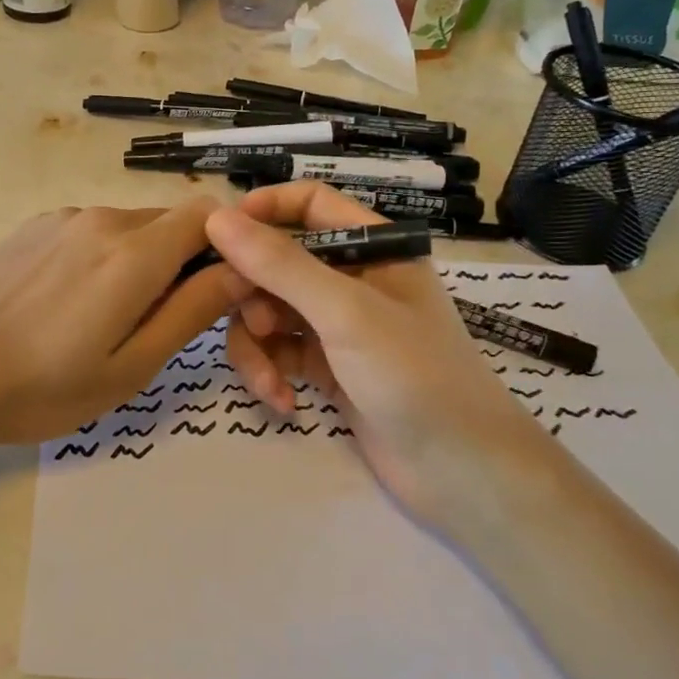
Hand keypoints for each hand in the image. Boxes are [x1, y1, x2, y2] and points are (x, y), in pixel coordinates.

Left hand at [0, 200, 239, 476]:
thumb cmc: (42, 388)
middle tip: (160, 322)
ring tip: (106, 321)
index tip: (221, 290)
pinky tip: (67, 305)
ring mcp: (62, 218)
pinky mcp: (32, 227)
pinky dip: (101, 259)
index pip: (208, 215)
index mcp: (133, 253)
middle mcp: (100, 219)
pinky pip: (90, 232)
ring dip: (139, 263)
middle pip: (168, 223)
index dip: (227, 246)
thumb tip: (241, 271)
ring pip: (129, 229)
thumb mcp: (130, 367)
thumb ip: (191, 311)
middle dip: (182, 262)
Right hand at [204, 184, 546, 528]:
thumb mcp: (345, 312)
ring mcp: (338, 325)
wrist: (462, 474)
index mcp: (373, 247)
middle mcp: (353, 278)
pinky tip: (282, 403)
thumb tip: (216, 218)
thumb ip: (280, 264)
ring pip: (270, 311)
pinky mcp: (327, 367)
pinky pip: (278, 352)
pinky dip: (271, 373)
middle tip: (248, 323)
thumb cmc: (415, 375)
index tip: (220, 235)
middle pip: (278, 261)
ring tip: (266, 380)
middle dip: (253, 293)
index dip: (263, 210)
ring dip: (257, 344)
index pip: (309, 204)